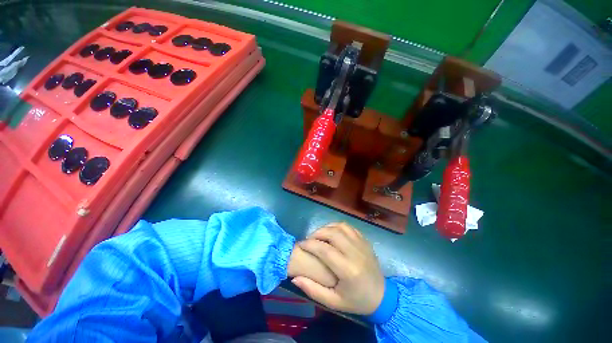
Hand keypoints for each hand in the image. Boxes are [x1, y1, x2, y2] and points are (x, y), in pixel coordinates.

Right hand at [292, 223, 384, 314]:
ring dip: (327, 227)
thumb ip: (313, 290)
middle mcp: (355, 253)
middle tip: (309, 239)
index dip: (310, 244)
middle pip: (333, 233)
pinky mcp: (364, 240)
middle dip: (317, 233)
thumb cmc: (356, 301)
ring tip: (319, 234)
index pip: (325, 250)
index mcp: (348, 270)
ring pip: (341, 226)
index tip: (300, 244)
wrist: (381, 296)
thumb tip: (295, 278)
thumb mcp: (333, 302)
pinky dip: (337, 226)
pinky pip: (349, 227)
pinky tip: (332, 232)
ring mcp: (362, 244)